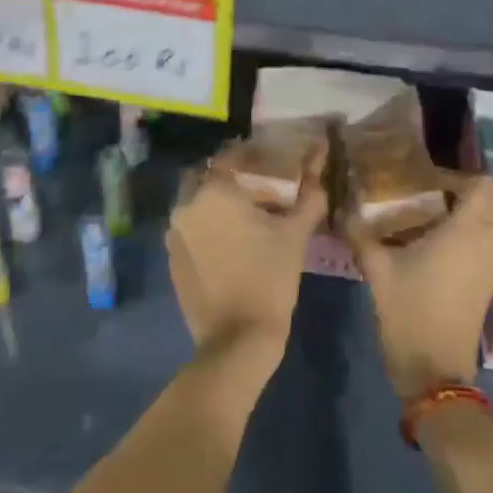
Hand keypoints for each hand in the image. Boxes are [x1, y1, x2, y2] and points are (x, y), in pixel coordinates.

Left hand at [168, 145, 327, 378]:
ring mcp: (174, 234)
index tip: (268, 159)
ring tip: (244, 215)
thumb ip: (308, 198)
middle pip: (205, 176)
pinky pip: (188, 229)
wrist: (238, 339)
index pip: (229, 156)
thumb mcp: (295, 235)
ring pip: (194, 202)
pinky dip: (205, 226)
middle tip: (254, 187)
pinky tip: (228, 242)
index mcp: (214, 191)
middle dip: (227, 177)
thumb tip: (320, 171)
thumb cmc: (270, 278)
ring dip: (214, 202)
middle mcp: (186, 205)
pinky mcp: (171, 259)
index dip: (249, 154)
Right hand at [353, 171, 492, 398]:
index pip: (484, 185)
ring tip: (426, 218)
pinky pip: (486, 244)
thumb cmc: (409, 311)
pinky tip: (431, 246)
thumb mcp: (377, 268)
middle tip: (429, 193)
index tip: (425, 181)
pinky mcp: (486, 284)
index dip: (457, 176)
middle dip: (467, 191)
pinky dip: (468, 235)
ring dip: (468, 213)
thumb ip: (360, 232)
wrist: (433, 371)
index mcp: (466, 232)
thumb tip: (342, 208)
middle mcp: (486, 244)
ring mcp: (490, 266)